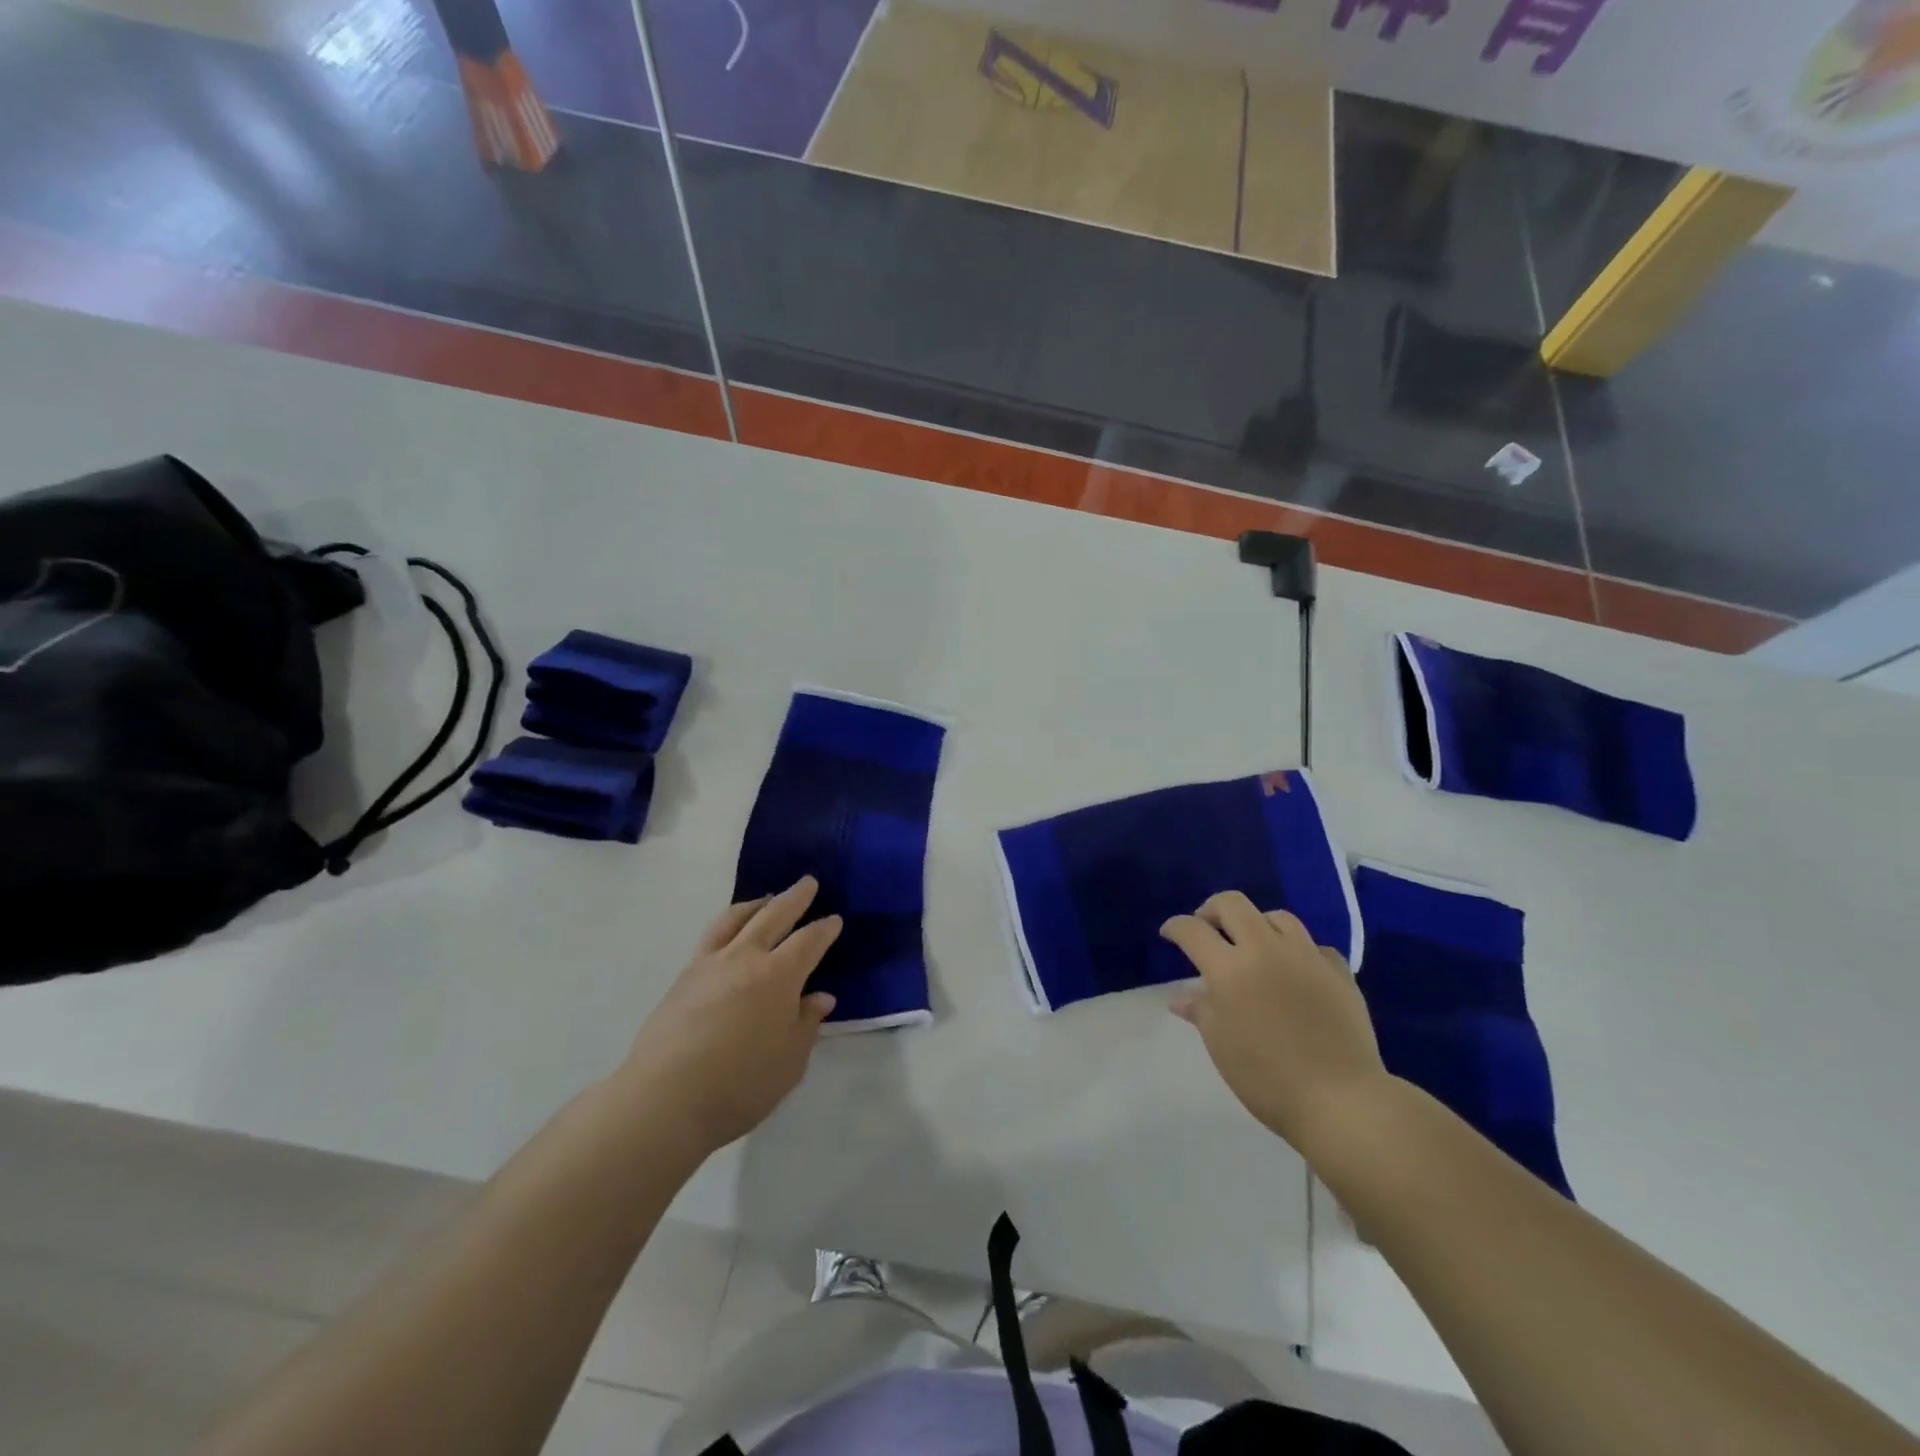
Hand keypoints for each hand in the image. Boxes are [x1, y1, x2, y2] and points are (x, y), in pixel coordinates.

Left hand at [619, 878, 842, 1157]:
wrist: (665, 1099)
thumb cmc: (740, 1084)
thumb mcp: (790, 1061)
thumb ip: (806, 1024)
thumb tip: (820, 997)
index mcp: (779, 976)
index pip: (809, 942)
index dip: (825, 929)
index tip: (834, 920)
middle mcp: (745, 958)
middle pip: (774, 915)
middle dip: (794, 898)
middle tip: (807, 883)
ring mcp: (710, 964)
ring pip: (735, 918)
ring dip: (756, 904)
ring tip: (765, 899)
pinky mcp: (683, 978)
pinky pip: (711, 936)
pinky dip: (728, 924)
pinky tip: (730, 936)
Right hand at [1161, 892, 1387, 1149]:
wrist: (1341, 1099)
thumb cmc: (1267, 1077)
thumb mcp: (1221, 1046)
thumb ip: (1201, 1011)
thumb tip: (1182, 998)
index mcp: (1229, 969)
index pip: (1193, 930)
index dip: (1175, 927)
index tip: (1169, 934)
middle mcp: (1265, 950)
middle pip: (1233, 904)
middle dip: (1211, 909)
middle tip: (1206, 928)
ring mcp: (1306, 956)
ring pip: (1276, 917)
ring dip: (1256, 923)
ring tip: (1252, 944)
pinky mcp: (1338, 971)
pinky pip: (1313, 946)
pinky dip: (1297, 951)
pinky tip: (1295, 971)